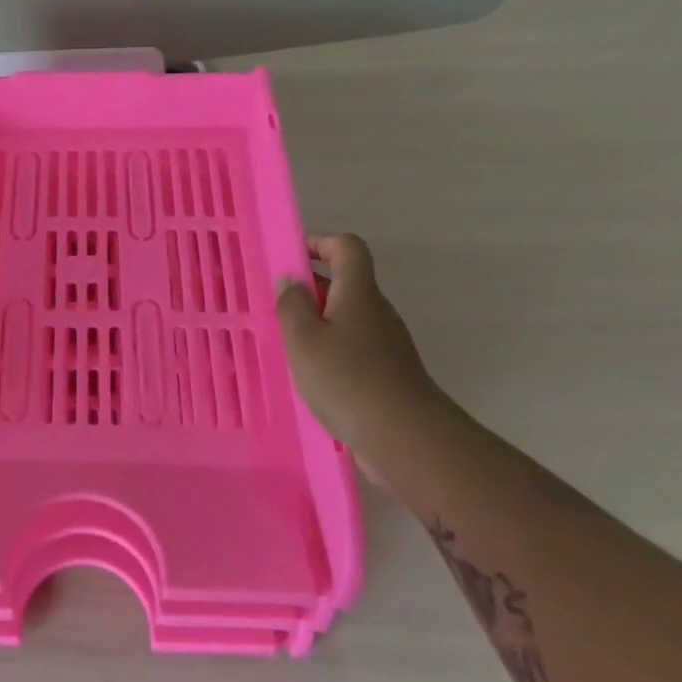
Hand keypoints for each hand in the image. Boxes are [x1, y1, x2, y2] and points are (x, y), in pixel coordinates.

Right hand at [276, 233, 442, 461]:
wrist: (406, 439)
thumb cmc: (347, 379)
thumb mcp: (303, 339)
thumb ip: (291, 305)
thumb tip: (290, 281)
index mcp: (358, 293)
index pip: (348, 247)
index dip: (321, 242)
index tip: (292, 257)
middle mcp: (377, 312)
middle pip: (345, 284)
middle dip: (310, 289)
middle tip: (275, 307)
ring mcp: (387, 345)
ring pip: (347, 319)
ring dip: (317, 324)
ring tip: (286, 346)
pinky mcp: (388, 375)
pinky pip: (354, 349)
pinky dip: (330, 353)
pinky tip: (310, 378)